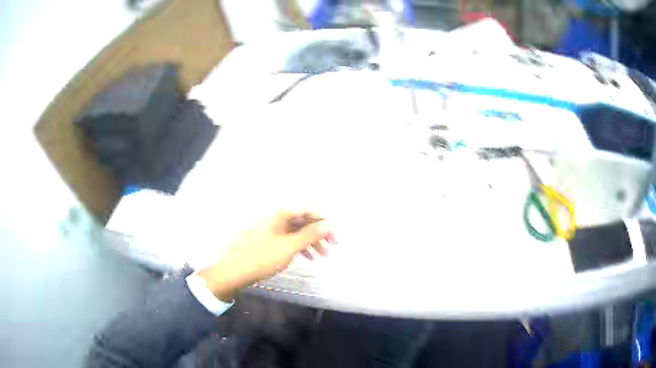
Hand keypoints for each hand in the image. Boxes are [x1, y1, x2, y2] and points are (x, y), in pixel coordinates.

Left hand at [198, 211, 335, 300]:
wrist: (232, 272)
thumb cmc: (261, 258)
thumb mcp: (289, 247)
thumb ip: (311, 234)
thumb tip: (332, 222)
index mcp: (279, 214)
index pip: (308, 209)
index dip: (324, 218)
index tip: (337, 232)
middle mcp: (274, 217)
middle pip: (302, 220)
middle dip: (319, 232)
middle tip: (334, 245)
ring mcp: (269, 228)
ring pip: (296, 231)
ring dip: (311, 242)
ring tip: (324, 256)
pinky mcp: (265, 239)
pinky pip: (287, 238)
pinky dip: (298, 247)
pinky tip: (308, 258)